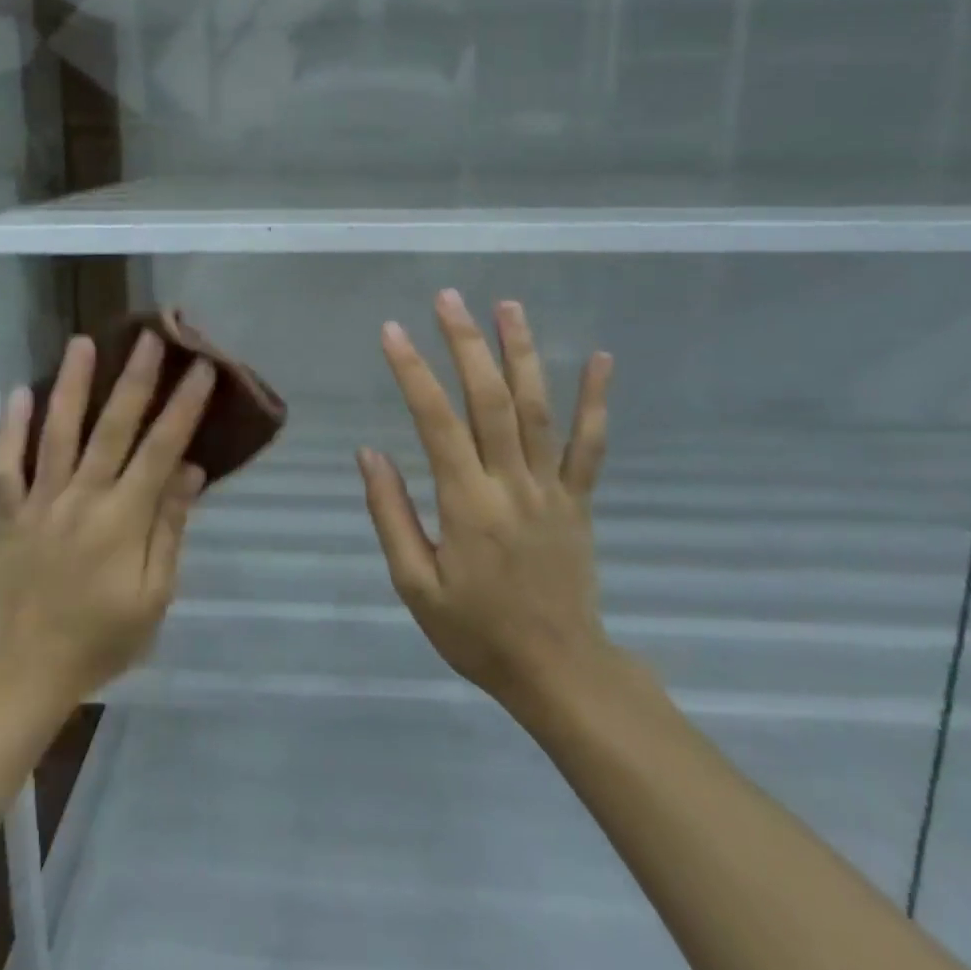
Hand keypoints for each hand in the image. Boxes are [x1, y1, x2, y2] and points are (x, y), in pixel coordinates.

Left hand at [0, 331, 213, 708]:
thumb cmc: (100, 640)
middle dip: (135, 377)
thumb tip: (188, 470)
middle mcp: (83, 498)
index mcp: (124, 519)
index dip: (184, 406)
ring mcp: (40, 503)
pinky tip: (19, 392)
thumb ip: (170, 528)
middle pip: (113, 427)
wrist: (24, 673)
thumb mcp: (155, 596)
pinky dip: (11, 428)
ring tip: (82, 342)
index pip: (162, 449)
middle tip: (150, 334)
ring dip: (71, 384)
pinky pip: (6, 465)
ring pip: (58, 433)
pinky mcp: (6, 515)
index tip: (201, 367)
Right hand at [357, 290, 616, 713]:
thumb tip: (370, 453)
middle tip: (449, 298)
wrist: (558, 671)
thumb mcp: (415, 584)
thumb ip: (390, 515)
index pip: (436, 422)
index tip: (393, 331)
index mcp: (468, 504)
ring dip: (523, 353)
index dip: (414, 372)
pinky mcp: (580, 499)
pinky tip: (600, 358)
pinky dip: (596, 400)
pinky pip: (590, 445)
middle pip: (491, 400)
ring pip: (539, 409)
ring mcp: (553, 488)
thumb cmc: (476, 631)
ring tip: (508, 305)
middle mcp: (513, 484)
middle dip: (467, 344)